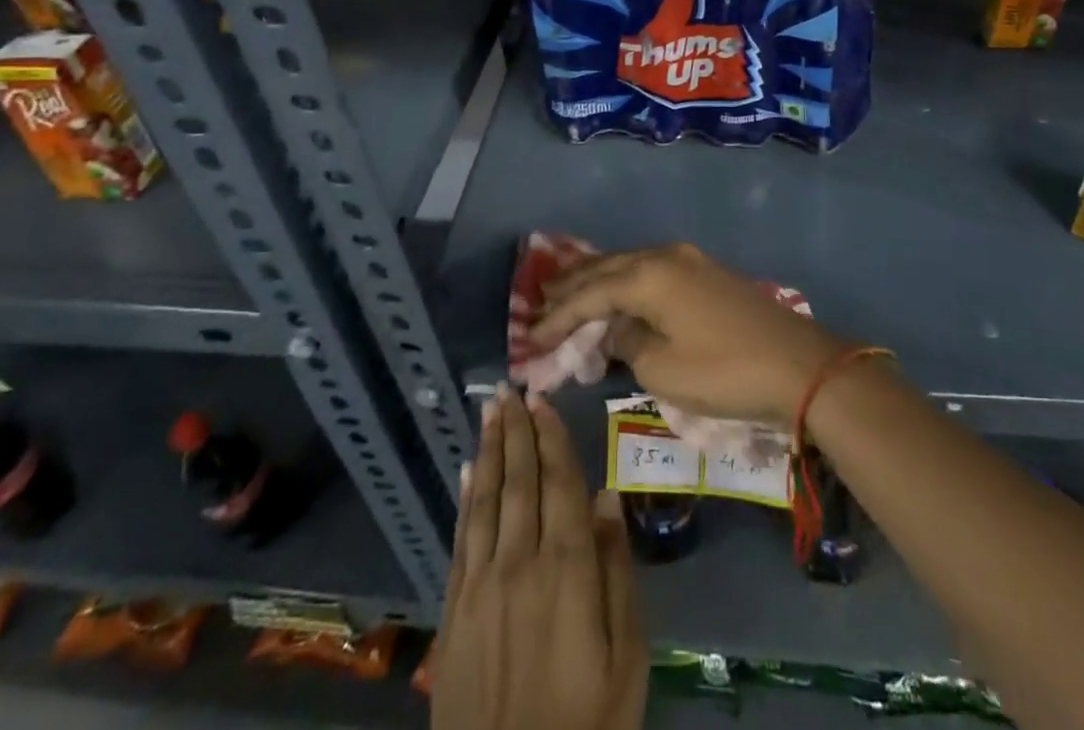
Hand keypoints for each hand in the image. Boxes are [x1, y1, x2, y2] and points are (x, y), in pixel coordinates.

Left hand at [432, 387, 645, 729]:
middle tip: (510, 388)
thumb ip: (617, 572)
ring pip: (486, 500)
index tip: (542, 398)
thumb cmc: (589, 723)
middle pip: (519, 481)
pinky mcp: (455, 613)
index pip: (559, 483)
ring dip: (490, 451)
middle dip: (516, 431)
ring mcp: (481, 586)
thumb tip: (606, 496)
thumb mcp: (628, 658)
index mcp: (568, 569)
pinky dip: (466, 499)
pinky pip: (461, 539)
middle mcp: (520, 563)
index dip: (550, 437)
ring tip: (491, 412)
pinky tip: (467, 472)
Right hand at [528, 243, 846, 427]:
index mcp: (648, 275)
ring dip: (598, 281)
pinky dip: (626, 284)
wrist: (799, 365)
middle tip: (539, 303)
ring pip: (629, 264)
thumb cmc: (724, 371)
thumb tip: (618, 327)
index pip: (589, 294)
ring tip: (568, 295)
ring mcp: (689, 260)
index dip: (557, 317)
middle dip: (571, 287)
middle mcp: (665, 255)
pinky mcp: (707, 272)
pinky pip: (651, 271)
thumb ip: (627, 342)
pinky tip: (617, 296)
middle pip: (606, 267)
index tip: (528, 339)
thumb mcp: (662, 369)